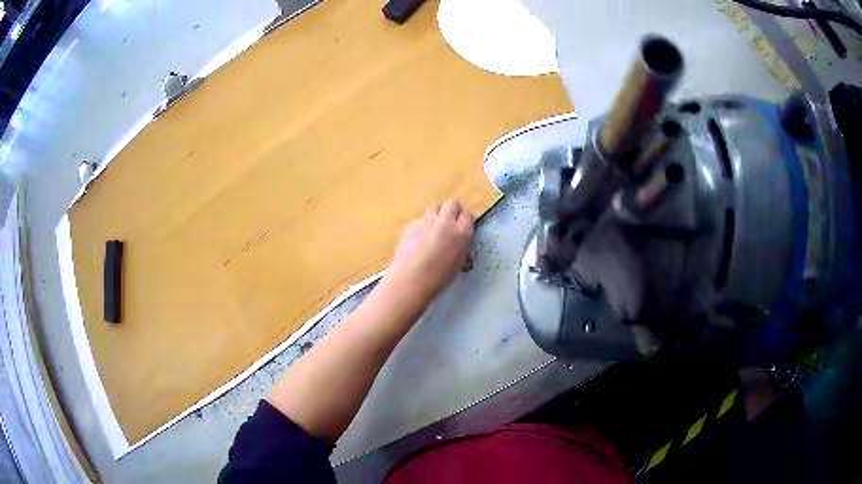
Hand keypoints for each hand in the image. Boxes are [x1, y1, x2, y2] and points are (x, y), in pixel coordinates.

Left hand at [382, 200, 474, 305]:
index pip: (468, 215)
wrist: (410, 280)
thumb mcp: (458, 262)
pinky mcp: (411, 224)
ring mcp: (426, 221)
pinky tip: (418, 238)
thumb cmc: (438, 278)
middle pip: (452, 203)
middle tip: (450, 221)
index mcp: (461, 232)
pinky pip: (421, 218)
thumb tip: (457, 240)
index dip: (465, 219)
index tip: (462, 225)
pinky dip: (423, 224)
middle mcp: (445, 222)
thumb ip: (460, 245)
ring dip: (437, 213)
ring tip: (434, 227)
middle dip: (452, 210)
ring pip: (435, 206)